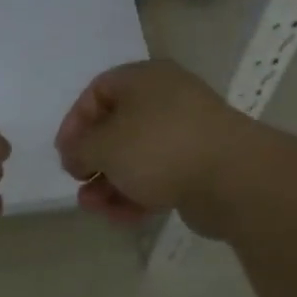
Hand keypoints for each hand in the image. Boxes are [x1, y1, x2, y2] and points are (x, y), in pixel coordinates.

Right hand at [54, 61, 252, 233]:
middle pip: (118, 127)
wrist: (232, 178)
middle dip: (94, 160)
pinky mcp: (201, 166)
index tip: (64, 154)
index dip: (75, 122)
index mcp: (144, 79)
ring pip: (138, 157)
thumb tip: (76, 155)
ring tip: (94, 208)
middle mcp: (167, 99)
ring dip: (111, 183)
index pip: (98, 91)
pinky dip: (138, 194)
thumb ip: (80, 148)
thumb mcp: (103, 145)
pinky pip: (160, 177)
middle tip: (79, 182)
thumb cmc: (158, 147)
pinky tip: (122, 217)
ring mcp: (188, 133)